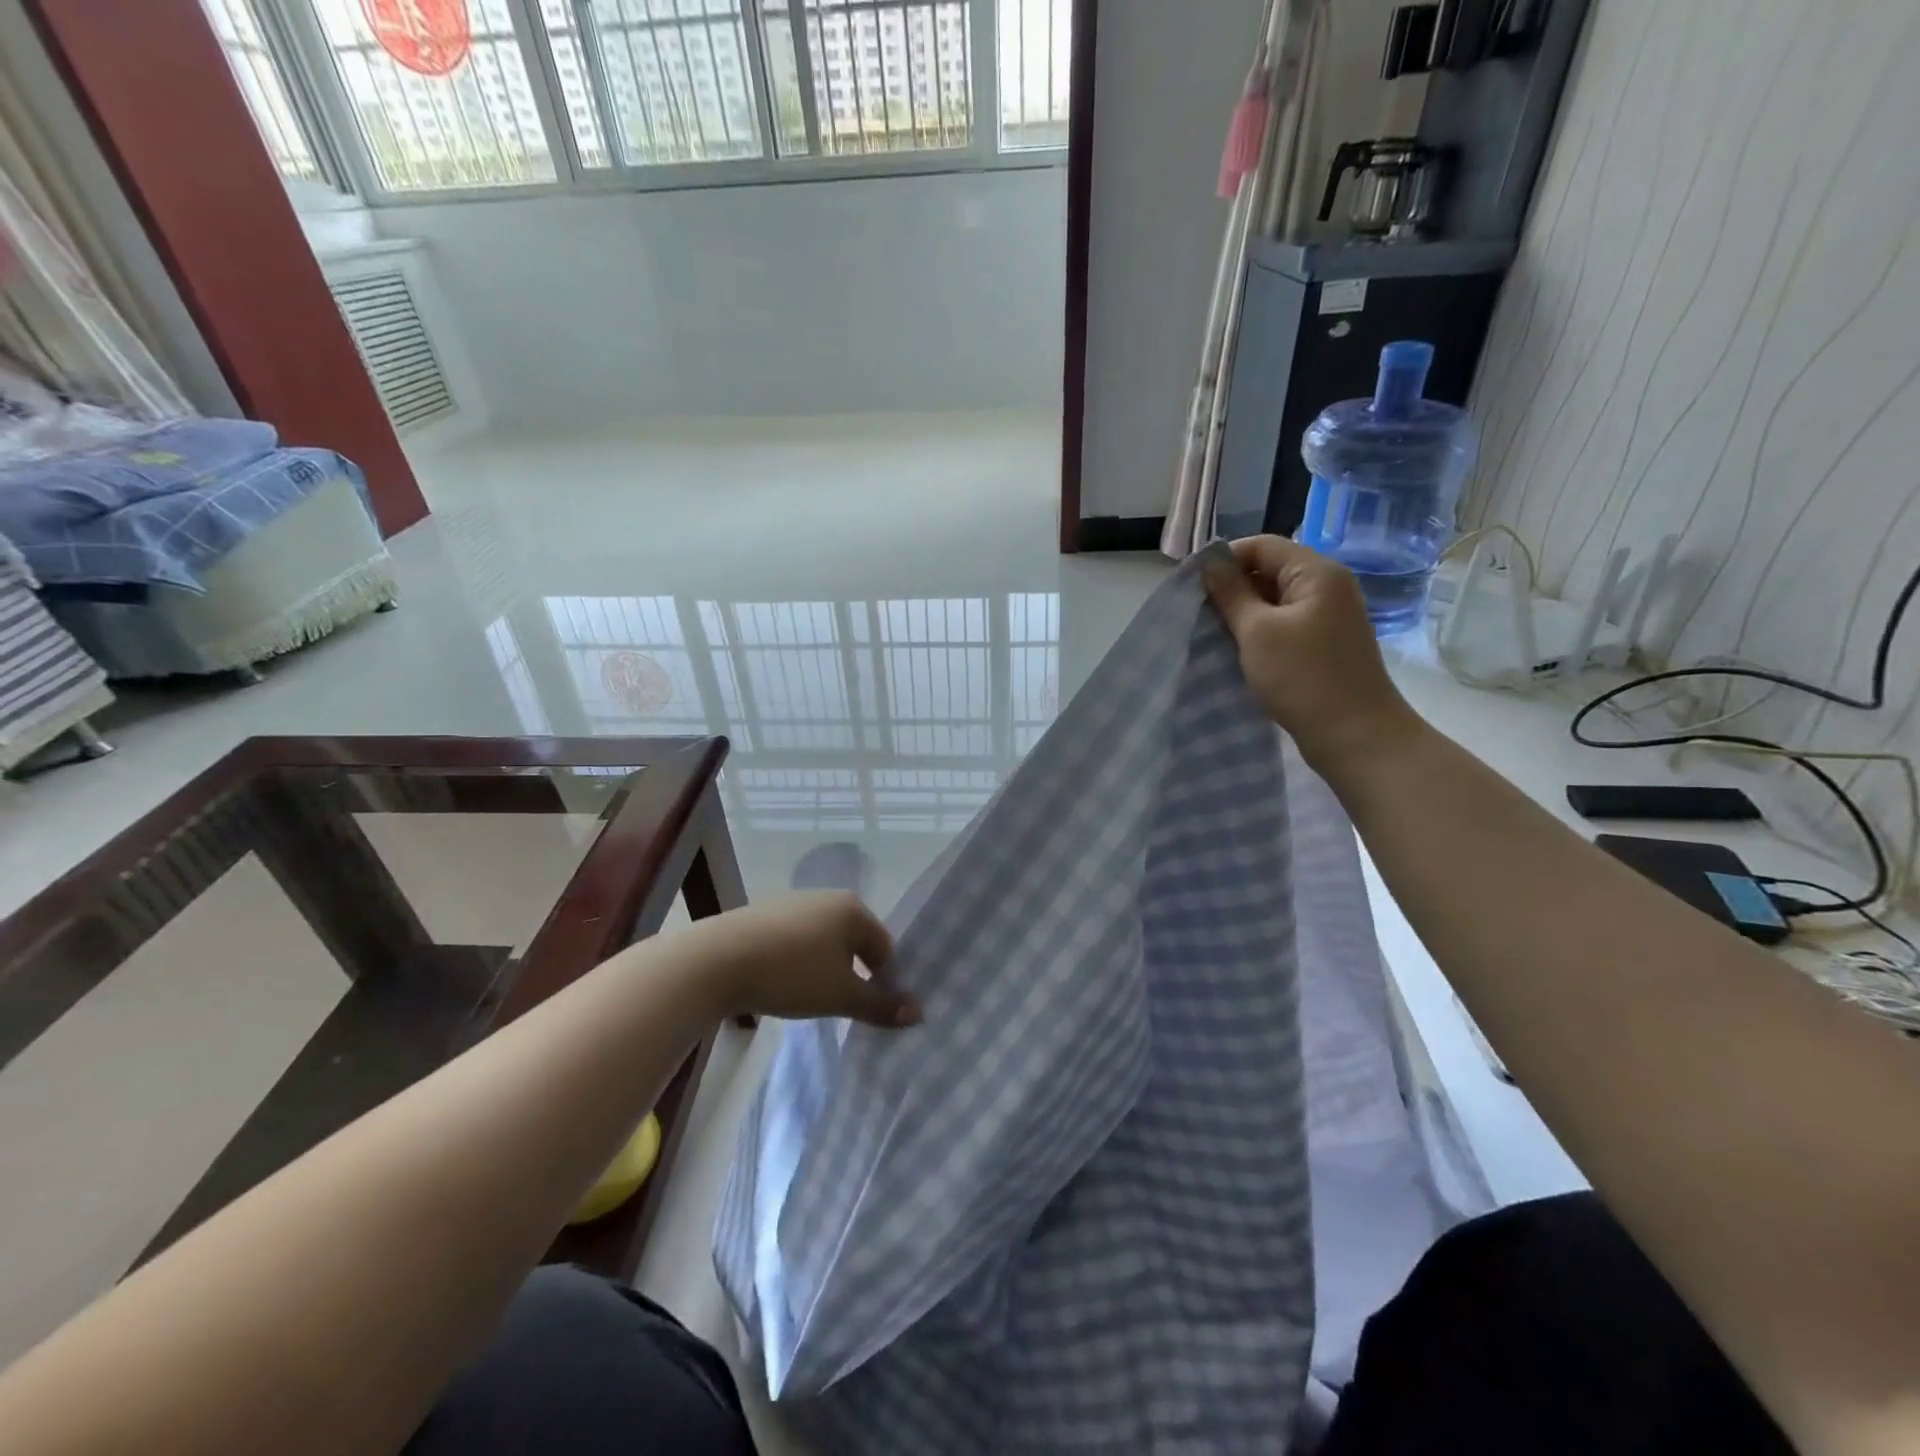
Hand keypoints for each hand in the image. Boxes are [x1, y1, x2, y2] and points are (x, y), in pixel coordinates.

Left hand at [688, 893, 921, 1028]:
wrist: (717, 960)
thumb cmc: (792, 974)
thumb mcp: (841, 996)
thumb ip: (880, 1005)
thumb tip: (918, 1013)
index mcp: (853, 909)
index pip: (884, 947)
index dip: (884, 980)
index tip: (870, 1009)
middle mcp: (827, 897)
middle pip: (855, 940)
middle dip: (854, 973)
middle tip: (842, 1005)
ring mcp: (793, 902)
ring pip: (824, 940)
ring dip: (825, 967)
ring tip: (810, 997)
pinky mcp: (764, 913)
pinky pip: (795, 939)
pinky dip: (797, 960)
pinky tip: (781, 982)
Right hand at [1204, 536, 1423, 777]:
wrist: (1355, 735)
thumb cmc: (1302, 677)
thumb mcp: (1257, 632)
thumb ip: (1231, 593)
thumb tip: (1209, 563)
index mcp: (1316, 572)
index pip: (1261, 546)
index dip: (1224, 559)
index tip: (1191, 586)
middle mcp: (1327, 586)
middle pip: (1269, 569)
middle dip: (1232, 587)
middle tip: (1198, 612)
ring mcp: (1329, 616)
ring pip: (1274, 599)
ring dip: (1243, 612)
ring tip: (1213, 632)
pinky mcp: (1324, 642)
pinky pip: (1284, 623)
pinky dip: (1259, 631)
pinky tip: (1238, 649)